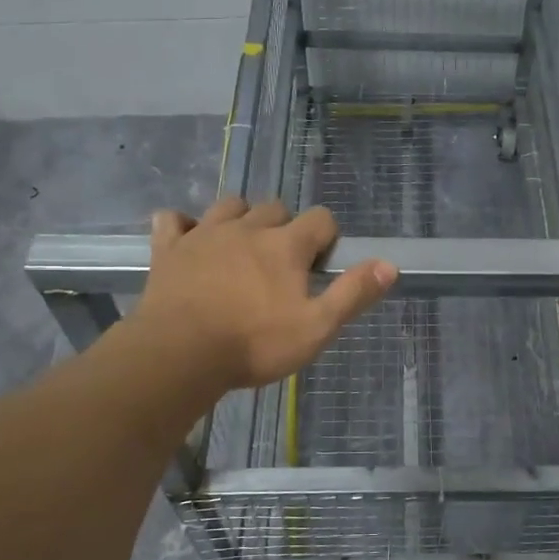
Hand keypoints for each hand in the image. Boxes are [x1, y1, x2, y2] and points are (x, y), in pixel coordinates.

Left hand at [121, 198, 395, 393]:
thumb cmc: (254, 344)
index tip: (320, 264)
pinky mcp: (169, 248)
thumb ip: (353, 293)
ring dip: (241, 218)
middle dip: (285, 227)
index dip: (326, 237)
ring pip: (229, 206)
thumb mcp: (316, 327)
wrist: (179, 354)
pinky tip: (188, 240)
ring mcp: (204, 234)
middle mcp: (247, 228)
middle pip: (275, 208)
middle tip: (282, 263)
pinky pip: (172, 220)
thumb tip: (389, 265)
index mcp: (285, 245)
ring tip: (242, 247)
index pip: (320, 219)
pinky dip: (183, 225)